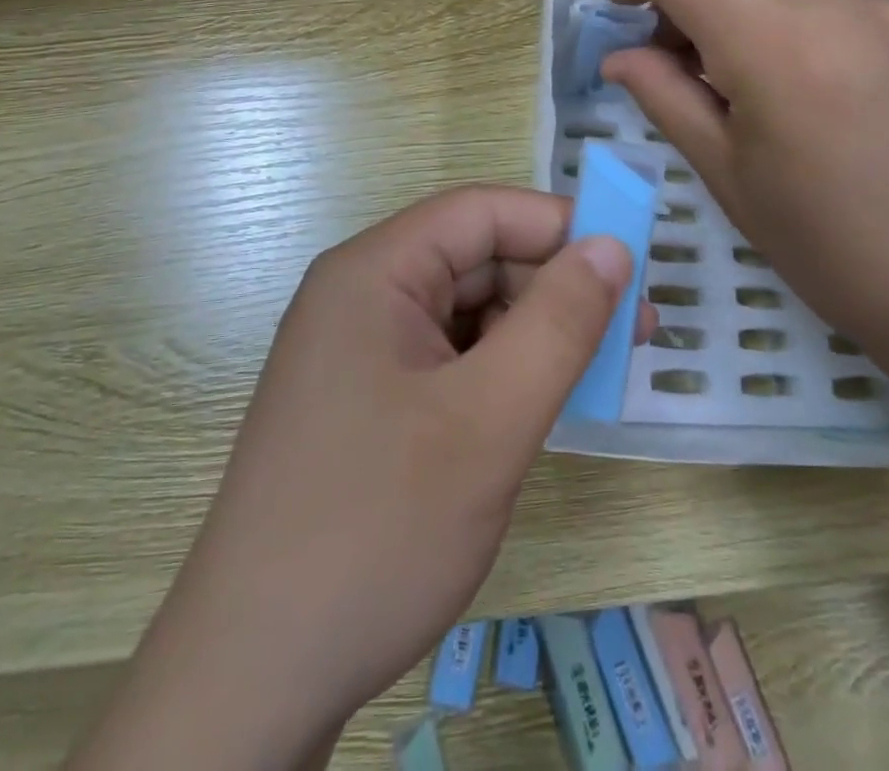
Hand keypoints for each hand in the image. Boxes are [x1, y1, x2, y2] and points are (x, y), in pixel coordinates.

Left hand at [69, 187, 643, 770]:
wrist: (256, 675)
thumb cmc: (377, 527)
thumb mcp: (488, 420)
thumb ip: (559, 323)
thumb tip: (613, 247)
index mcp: (374, 271)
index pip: (480, 213)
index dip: (558, 226)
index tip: (631, 267)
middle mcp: (360, 295)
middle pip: (474, 260)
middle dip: (553, 289)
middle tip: (632, 337)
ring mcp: (359, 351)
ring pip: (466, 313)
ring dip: (531, 335)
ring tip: (591, 380)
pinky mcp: (365, 401)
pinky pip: (448, 359)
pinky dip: (499, 373)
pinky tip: (532, 412)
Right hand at [600, 0, 888, 335]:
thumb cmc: (829, 249)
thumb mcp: (726, 176)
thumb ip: (664, 97)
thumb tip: (618, 54)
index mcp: (784, 53)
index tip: (621, 3)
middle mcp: (851, 9)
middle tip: (685, 59)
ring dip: (756, 13)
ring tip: (763, 79)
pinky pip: (852, 1)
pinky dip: (816, 27)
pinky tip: (832, 88)